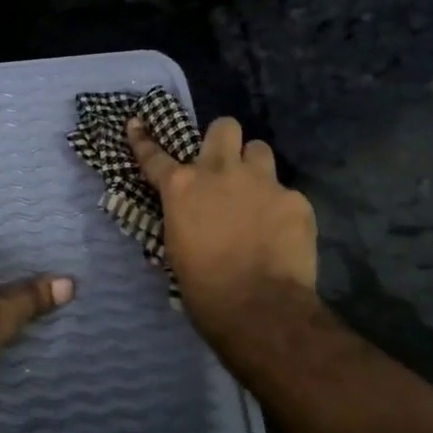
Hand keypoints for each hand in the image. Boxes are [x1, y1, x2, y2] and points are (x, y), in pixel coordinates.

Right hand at [126, 116, 317, 332]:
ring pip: (260, 150)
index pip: (155, 156)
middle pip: (224, 127)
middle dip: (222, 140)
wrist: (259, 308)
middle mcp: (220, 173)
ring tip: (256, 194)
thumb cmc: (204, 289)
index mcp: (182, 188)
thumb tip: (188, 219)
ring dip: (254, 167)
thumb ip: (182, 220)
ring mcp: (262, 182)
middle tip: (224, 164)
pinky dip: (281, 208)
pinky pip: (286, 192)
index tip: (137, 123)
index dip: (143, 139)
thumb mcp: (176, 250)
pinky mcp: (295, 200)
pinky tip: (281, 232)